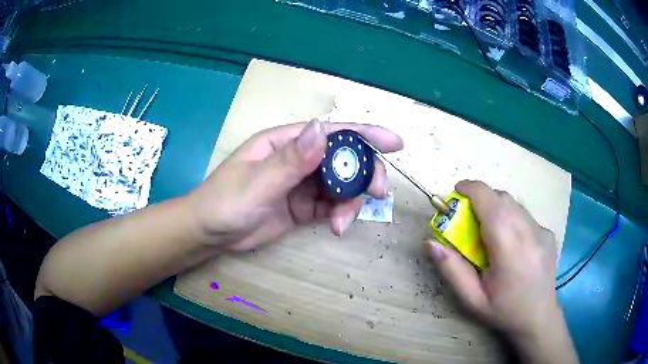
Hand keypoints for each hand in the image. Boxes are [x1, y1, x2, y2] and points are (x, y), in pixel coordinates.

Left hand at [188, 120, 402, 251]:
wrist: (211, 233)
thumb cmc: (225, 201)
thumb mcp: (257, 181)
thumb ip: (291, 160)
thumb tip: (322, 129)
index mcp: (287, 142)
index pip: (332, 132)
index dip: (365, 134)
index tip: (395, 143)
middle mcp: (299, 159)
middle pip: (344, 159)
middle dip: (365, 174)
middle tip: (378, 193)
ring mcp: (302, 184)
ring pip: (341, 186)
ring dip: (350, 202)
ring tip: (341, 223)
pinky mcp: (303, 206)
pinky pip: (331, 206)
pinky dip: (339, 215)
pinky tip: (335, 227)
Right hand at [426, 180, 560, 338]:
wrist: (539, 317)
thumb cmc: (503, 311)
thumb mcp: (471, 298)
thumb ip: (452, 269)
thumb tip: (431, 242)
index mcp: (509, 248)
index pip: (490, 202)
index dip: (471, 189)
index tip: (456, 192)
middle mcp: (529, 232)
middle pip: (502, 198)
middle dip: (482, 199)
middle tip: (469, 220)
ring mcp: (542, 230)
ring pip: (514, 204)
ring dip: (497, 208)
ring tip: (490, 233)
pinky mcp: (548, 232)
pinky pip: (524, 215)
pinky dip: (511, 219)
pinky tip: (511, 244)